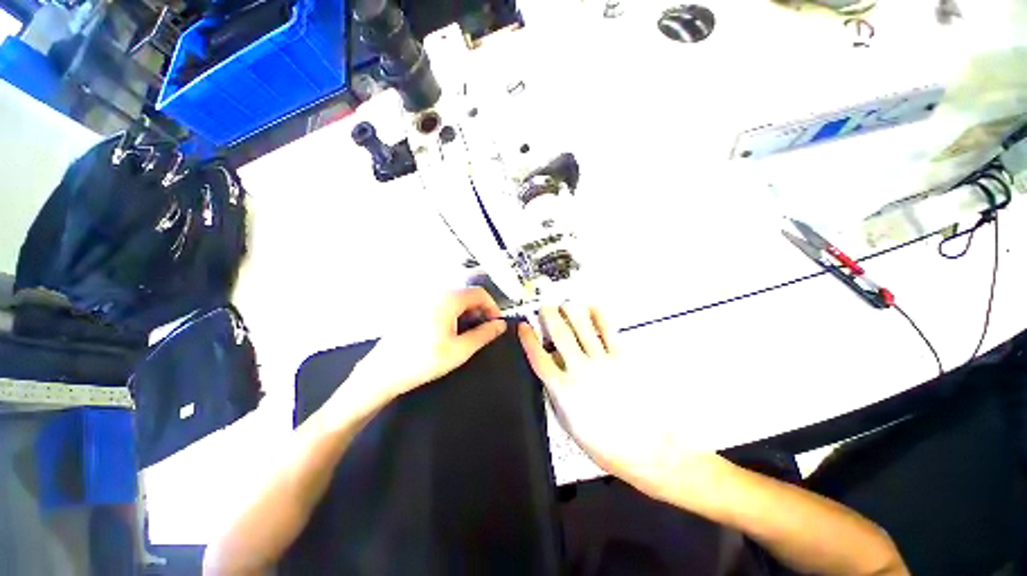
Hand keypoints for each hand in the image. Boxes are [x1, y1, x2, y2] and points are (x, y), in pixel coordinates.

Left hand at [352, 288, 507, 406]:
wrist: (384, 372)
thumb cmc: (424, 361)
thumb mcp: (460, 350)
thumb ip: (484, 334)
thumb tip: (500, 325)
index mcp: (448, 299)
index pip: (479, 293)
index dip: (492, 307)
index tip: (496, 323)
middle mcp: (435, 293)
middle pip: (466, 294)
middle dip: (480, 310)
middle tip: (484, 329)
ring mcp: (423, 299)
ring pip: (454, 299)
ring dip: (467, 312)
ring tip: (468, 332)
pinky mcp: (415, 307)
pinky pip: (441, 303)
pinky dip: (453, 313)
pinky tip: (451, 331)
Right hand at [518, 305, 725, 501]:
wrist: (649, 450)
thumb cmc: (608, 445)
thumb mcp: (571, 426)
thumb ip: (558, 397)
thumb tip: (552, 377)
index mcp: (564, 390)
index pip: (539, 357)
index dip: (529, 340)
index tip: (524, 327)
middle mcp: (580, 370)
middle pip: (560, 335)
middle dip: (550, 317)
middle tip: (546, 307)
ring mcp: (602, 362)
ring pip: (583, 328)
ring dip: (572, 312)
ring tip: (566, 303)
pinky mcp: (623, 359)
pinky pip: (608, 332)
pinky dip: (600, 317)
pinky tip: (594, 309)